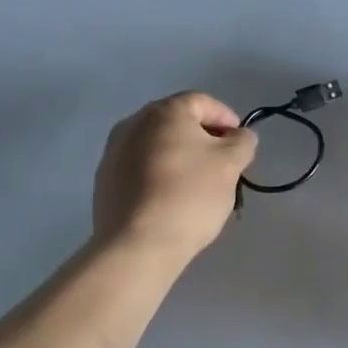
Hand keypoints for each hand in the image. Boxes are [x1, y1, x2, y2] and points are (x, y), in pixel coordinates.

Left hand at [92, 92, 256, 263]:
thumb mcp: (230, 165)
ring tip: (198, 187)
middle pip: (177, 123)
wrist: (137, 245)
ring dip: (181, 158)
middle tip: (223, 166)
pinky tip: (172, 201)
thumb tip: (240, 136)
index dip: (227, 119)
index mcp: (164, 112)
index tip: (241, 146)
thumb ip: (242, 142)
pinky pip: (140, 169)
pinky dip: (160, 176)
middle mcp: (133, 123)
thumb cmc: (189, 195)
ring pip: (158, 147)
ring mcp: (113, 152)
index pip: (203, 102)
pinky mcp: (105, 181)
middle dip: (204, 140)